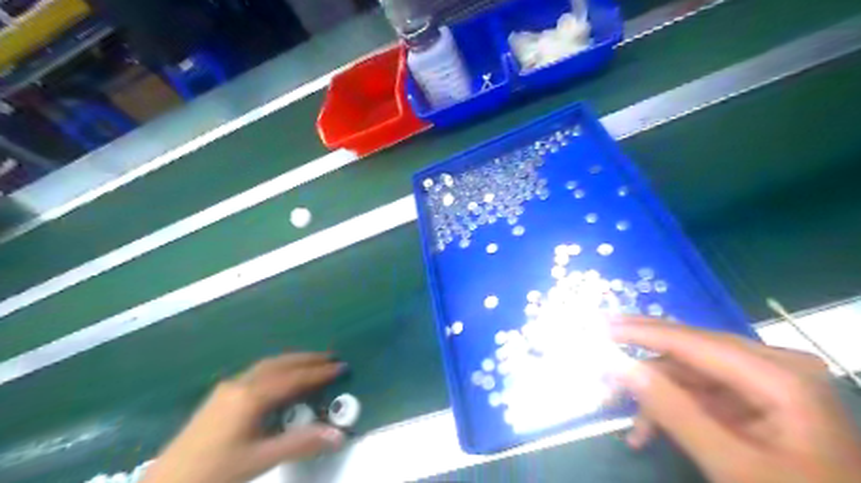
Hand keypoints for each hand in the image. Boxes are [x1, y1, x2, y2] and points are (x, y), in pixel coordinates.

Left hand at [141, 353, 344, 482]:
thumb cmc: (214, 473)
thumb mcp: (260, 460)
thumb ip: (301, 444)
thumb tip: (339, 435)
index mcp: (251, 397)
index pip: (293, 378)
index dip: (319, 372)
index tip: (341, 367)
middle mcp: (240, 385)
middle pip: (280, 364)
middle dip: (307, 359)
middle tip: (330, 358)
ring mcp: (227, 388)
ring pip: (266, 366)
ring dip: (291, 362)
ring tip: (311, 364)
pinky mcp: (219, 397)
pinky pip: (256, 373)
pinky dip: (277, 369)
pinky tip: (280, 380)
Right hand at [608, 317, 859, 482]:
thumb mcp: (732, 465)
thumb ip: (673, 410)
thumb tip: (618, 365)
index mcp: (780, 377)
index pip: (692, 341)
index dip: (641, 332)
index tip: (598, 327)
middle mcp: (773, 366)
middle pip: (688, 352)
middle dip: (642, 368)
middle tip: (600, 369)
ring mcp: (766, 381)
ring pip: (689, 374)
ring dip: (653, 394)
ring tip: (622, 418)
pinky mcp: (756, 398)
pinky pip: (701, 392)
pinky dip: (671, 408)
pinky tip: (647, 433)